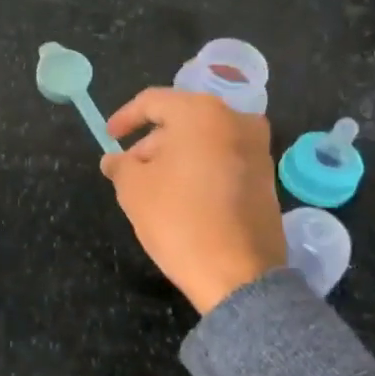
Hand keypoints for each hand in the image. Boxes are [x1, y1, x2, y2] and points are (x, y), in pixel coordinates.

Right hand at [100, 88, 285, 314]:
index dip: (124, 118)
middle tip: (128, 170)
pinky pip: (223, 160)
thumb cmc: (178, 218)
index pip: (153, 102)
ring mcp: (258, 149)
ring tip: (152, 187)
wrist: (238, 273)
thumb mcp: (133, 189)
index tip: (108, 138)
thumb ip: (120, 165)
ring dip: (175, 157)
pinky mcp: (267, 177)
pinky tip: (182, 198)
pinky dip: (199, 170)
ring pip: (204, 141)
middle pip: (181, 120)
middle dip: (151, 143)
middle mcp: (236, 120)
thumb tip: (114, 159)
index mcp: (201, 113)